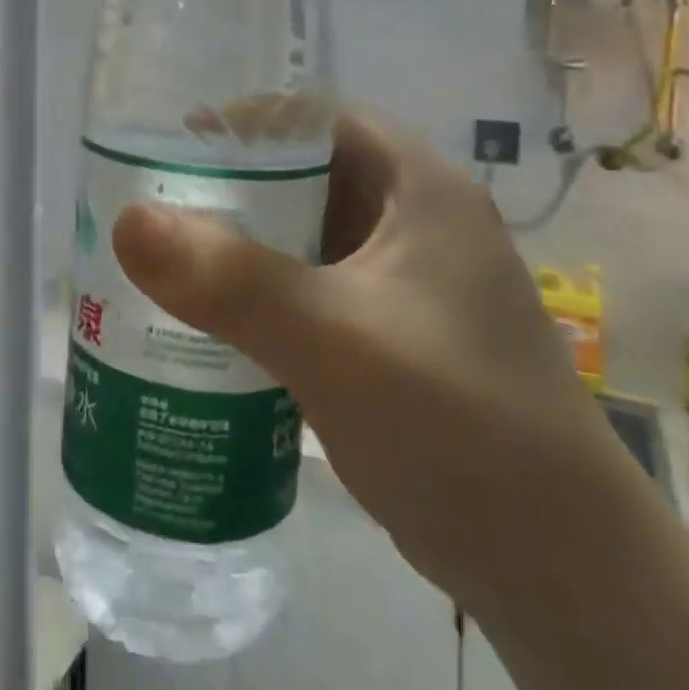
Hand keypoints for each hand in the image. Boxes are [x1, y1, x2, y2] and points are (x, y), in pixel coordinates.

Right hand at [111, 112, 637, 614]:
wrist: (561, 570)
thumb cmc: (457, 423)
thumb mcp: (333, 339)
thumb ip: (229, 280)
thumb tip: (127, 222)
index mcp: (420, 189)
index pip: (319, 119)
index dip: (248, 121)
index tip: (175, 144)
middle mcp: (417, 223)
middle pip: (307, 176)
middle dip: (232, 187)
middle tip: (156, 207)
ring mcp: (408, 284)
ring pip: (306, 237)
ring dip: (243, 244)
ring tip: (168, 259)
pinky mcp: (395, 337)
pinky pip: (312, 291)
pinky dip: (263, 295)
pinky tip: (213, 322)